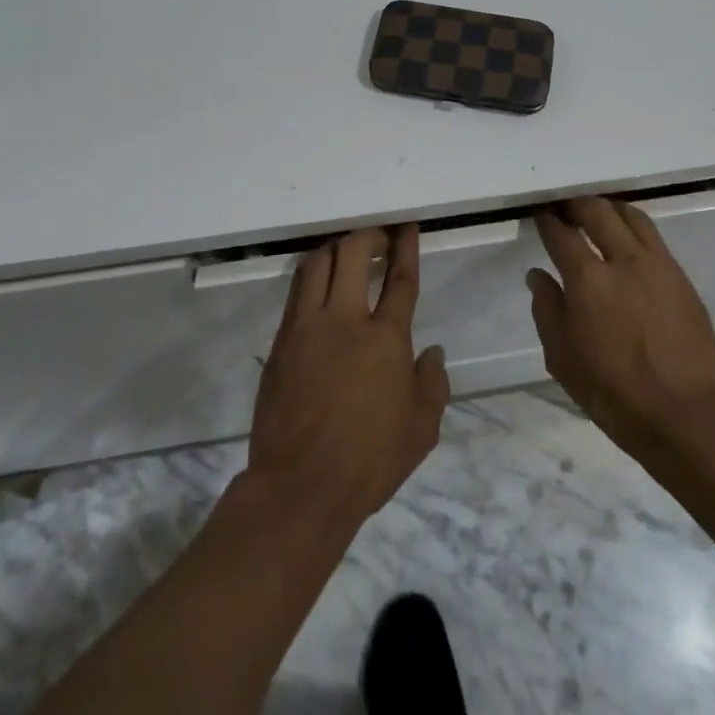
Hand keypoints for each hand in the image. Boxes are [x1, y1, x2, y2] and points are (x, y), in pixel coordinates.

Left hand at [245, 225, 449, 529]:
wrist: (301, 487)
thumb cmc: (369, 460)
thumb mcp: (421, 429)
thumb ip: (433, 384)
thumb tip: (432, 353)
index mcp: (385, 339)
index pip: (400, 279)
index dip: (405, 247)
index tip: (406, 227)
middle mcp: (345, 320)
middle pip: (353, 253)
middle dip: (368, 235)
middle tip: (379, 238)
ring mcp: (307, 328)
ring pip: (317, 265)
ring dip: (336, 249)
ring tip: (347, 253)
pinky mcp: (281, 343)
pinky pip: (297, 293)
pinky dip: (312, 277)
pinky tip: (319, 286)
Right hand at [529, 198, 714, 458]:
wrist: (686, 413)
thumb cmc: (614, 392)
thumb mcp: (563, 359)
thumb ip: (547, 310)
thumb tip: (538, 275)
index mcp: (587, 280)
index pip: (561, 234)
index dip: (547, 221)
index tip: (540, 215)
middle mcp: (622, 259)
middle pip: (596, 211)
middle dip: (576, 204)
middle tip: (565, 208)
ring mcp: (657, 264)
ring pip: (630, 215)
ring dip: (608, 208)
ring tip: (597, 214)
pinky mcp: (681, 276)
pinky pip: (653, 236)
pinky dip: (633, 226)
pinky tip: (627, 239)